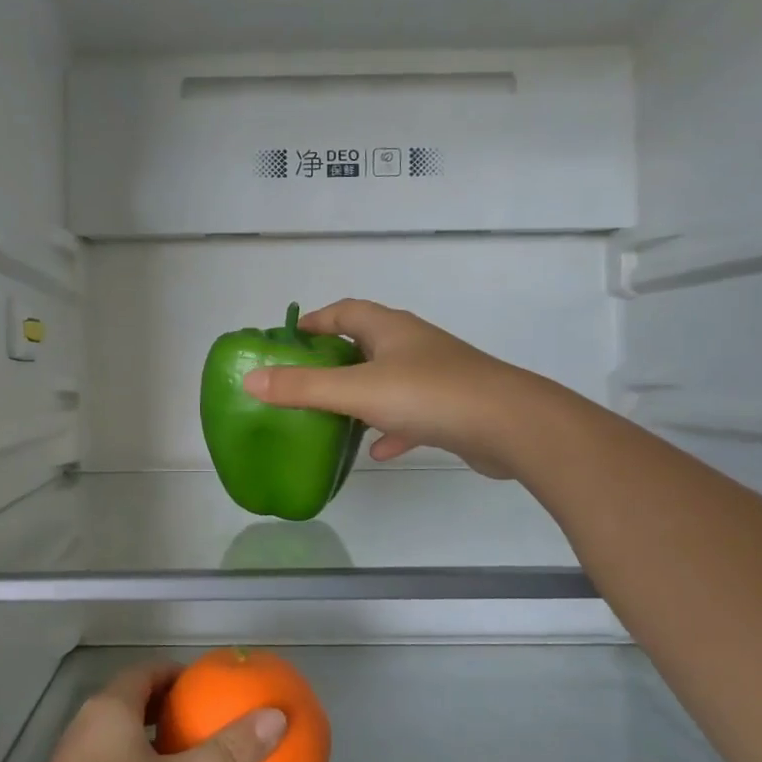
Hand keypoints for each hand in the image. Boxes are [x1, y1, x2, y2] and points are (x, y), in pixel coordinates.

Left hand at [17, 664, 285, 761]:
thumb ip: (228, 753)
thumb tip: (277, 717)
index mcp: (109, 708)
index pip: (147, 671)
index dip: (180, 674)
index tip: (213, 689)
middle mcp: (87, 726)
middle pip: (134, 702)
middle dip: (171, 709)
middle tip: (210, 723)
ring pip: (122, 738)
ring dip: (155, 743)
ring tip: (194, 760)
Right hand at [241, 299, 538, 478]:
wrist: (510, 426)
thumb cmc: (429, 395)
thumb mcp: (356, 391)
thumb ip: (303, 388)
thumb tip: (250, 380)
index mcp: (389, 329)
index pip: (344, 312)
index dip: (315, 321)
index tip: (289, 339)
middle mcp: (413, 345)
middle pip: (365, 344)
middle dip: (334, 360)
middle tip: (304, 381)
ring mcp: (436, 375)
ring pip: (388, 379)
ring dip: (361, 395)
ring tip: (332, 416)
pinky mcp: (451, 407)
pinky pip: (410, 413)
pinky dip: (390, 427)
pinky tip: (378, 450)